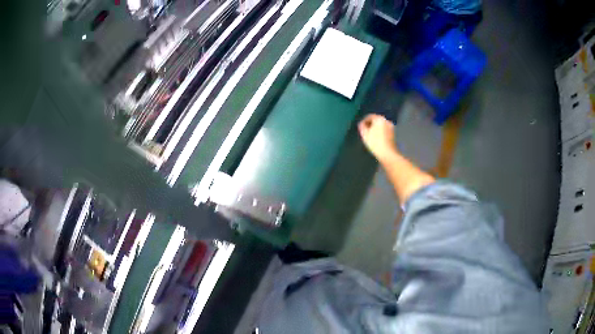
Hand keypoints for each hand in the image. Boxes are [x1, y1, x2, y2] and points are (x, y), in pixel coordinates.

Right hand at [358, 114, 396, 161]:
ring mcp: (391, 127)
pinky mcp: (393, 134)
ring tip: (370, 136)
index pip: (369, 116)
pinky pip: (384, 130)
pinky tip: (377, 139)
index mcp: (379, 118)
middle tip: (365, 131)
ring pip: (381, 126)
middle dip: (370, 125)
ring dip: (375, 129)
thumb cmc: (375, 142)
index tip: (360, 127)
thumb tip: (361, 123)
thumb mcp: (365, 134)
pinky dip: (380, 133)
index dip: (364, 121)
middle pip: (376, 120)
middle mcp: (386, 121)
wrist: (388, 154)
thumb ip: (362, 126)